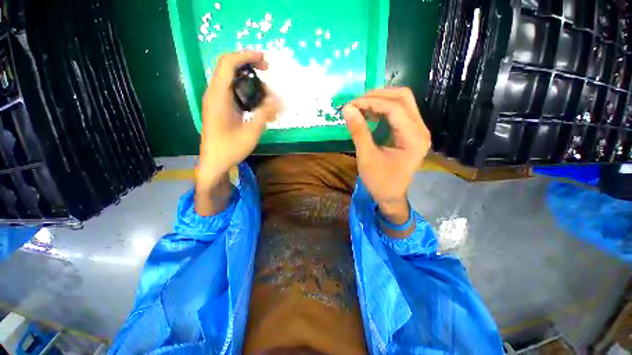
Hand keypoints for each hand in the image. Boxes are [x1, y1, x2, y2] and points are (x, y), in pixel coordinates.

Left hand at [196, 50, 279, 189]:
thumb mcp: (251, 132)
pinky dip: (246, 90)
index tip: (264, 59)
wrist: (214, 162)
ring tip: (266, 89)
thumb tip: (280, 99)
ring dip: (249, 78)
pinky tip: (258, 100)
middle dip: (248, 64)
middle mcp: (214, 94)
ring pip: (231, 79)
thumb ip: (265, 114)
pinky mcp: (221, 107)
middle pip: (228, 67)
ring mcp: (216, 101)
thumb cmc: (230, 149)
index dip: (245, 56)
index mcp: (218, 97)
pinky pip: (233, 91)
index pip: (228, 64)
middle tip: (267, 71)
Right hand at [343, 88, 430, 223]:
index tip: (351, 105)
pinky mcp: (411, 132)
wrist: (391, 196)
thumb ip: (358, 131)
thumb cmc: (379, 181)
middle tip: (356, 102)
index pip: (395, 108)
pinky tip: (370, 113)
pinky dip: (383, 108)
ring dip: (380, 100)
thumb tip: (347, 109)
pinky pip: (399, 111)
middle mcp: (421, 130)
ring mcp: (417, 130)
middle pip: (403, 98)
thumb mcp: (366, 157)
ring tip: (361, 106)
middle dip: (377, 95)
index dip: (371, 102)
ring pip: (402, 101)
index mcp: (413, 138)